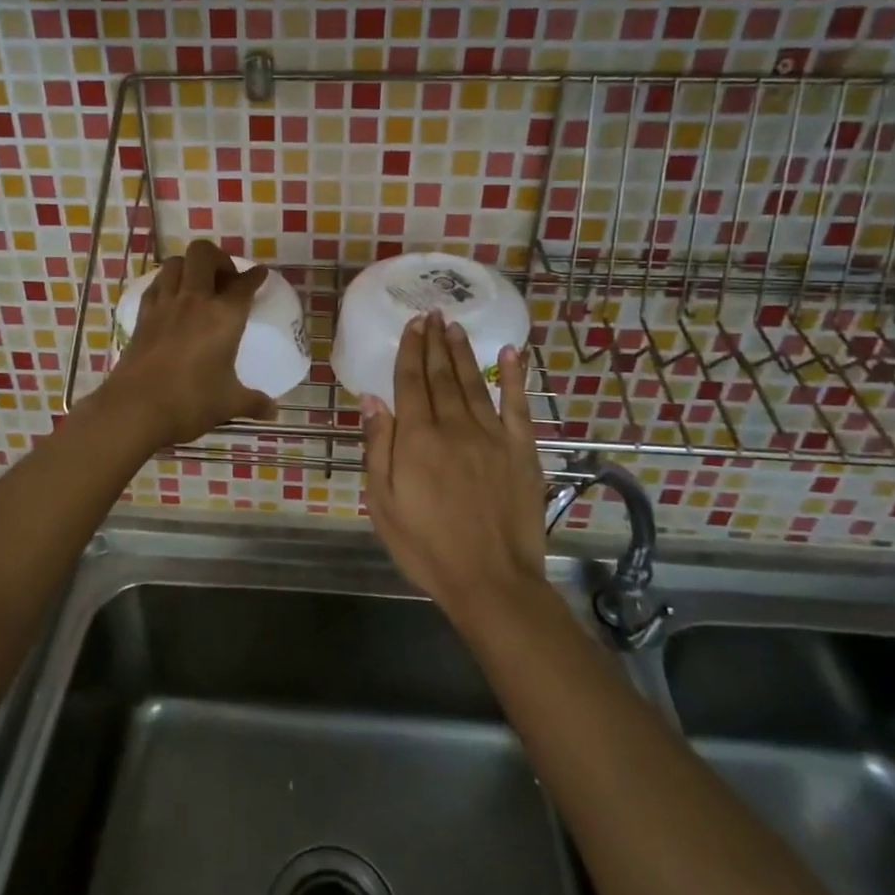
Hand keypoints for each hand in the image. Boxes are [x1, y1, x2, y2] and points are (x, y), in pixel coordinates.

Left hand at [99, 239, 275, 447]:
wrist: (135, 409)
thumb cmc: (190, 402)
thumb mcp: (228, 403)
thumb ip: (253, 403)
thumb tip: (273, 411)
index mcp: (223, 316)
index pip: (243, 284)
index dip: (255, 276)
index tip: (259, 275)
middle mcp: (194, 300)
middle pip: (203, 254)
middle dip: (218, 258)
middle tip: (226, 280)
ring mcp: (164, 305)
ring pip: (175, 263)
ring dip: (189, 267)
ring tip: (198, 286)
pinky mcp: (142, 316)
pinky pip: (155, 285)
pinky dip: (166, 284)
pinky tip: (172, 300)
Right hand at [361, 314, 547, 617]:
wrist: (490, 580)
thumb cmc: (426, 546)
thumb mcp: (383, 503)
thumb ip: (378, 446)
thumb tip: (373, 399)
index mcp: (417, 439)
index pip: (410, 382)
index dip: (410, 350)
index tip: (412, 325)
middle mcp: (455, 426)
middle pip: (441, 375)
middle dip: (434, 343)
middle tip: (433, 314)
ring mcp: (492, 436)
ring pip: (474, 383)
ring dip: (463, 352)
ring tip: (455, 327)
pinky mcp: (521, 451)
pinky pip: (516, 405)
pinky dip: (514, 377)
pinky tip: (510, 354)